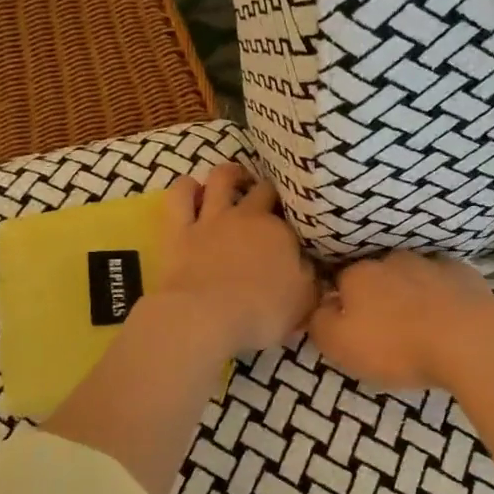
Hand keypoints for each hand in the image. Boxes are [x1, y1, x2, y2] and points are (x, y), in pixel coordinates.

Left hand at [156, 164, 316, 354]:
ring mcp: (212, 218)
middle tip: (271, 202)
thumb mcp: (304, 301)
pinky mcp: (179, 229)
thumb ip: (311, 278)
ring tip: (236, 180)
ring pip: (221, 178)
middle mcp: (248, 215)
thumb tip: (313, 264)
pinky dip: (187, 188)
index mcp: (282, 231)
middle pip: (263, 189)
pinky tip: (193, 190)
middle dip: (269, 191)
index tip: (299, 228)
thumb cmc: (262, 312)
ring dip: (230, 175)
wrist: (207, 318)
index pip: (295, 214)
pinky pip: (180, 195)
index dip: (297, 218)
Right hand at [308, 251, 493, 390]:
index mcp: (358, 273)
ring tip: (418, 324)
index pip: (338, 282)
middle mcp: (392, 258)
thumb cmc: (397, 345)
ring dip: (410, 294)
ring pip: (411, 276)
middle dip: (377, 296)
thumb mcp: (340, 344)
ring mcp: (431, 261)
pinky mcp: (464, 273)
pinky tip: (448, 318)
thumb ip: (319, 323)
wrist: (470, 340)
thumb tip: (318, 307)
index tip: (350, 327)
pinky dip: (441, 296)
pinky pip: (444, 282)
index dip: (341, 305)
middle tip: (384, 329)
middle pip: (376, 276)